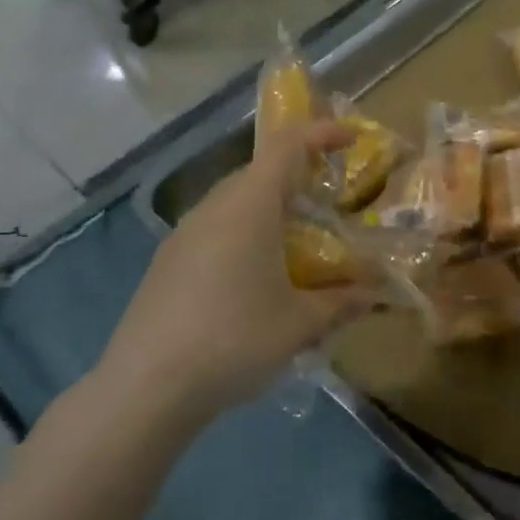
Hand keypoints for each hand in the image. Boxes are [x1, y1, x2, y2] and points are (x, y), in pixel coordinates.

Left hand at [95, 123, 363, 424]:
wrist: (145, 387)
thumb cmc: (233, 340)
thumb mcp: (300, 324)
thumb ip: (342, 302)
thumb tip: (375, 292)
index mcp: (248, 205)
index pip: (287, 145)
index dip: (321, 133)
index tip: (351, 138)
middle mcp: (214, 207)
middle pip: (261, 171)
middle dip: (299, 176)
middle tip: (331, 202)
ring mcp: (185, 233)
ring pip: (236, 201)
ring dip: (271, 208)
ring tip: (299, 243)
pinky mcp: (168, 261)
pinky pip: (216, 228)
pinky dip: (246, 233)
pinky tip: (256, 277)